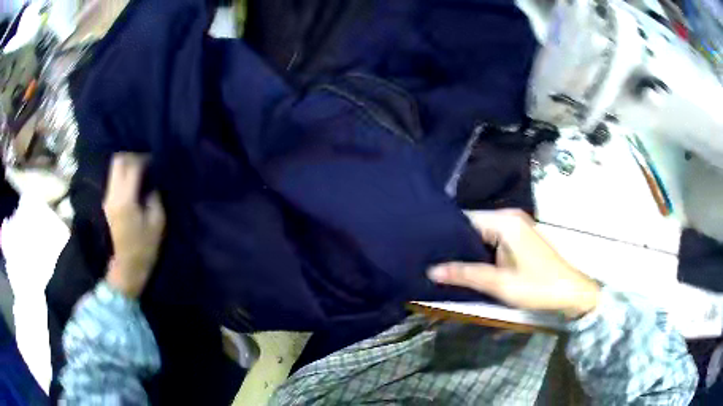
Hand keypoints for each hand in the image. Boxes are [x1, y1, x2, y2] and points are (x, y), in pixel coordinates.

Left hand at [103, 153, 165, 298]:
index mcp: (126, 199)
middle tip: (145, 162)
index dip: (144, 158)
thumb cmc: (144, 248)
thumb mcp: (157, 223)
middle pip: (118, 161)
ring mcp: (108, 199)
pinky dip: (124, 174)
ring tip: (141, 171)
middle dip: (132, 156)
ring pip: (114, 168)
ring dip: (127, 164)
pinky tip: (134, 182)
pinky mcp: (107, 203)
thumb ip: (154, 198)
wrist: (126, 268)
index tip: (155, 161)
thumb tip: (152, 184)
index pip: (132, 165)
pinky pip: (114, 179)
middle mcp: (113, 195)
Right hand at [429, 210, 599, 319]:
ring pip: (482, 233)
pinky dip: (480, 250)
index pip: (465, 219)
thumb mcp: (500, 284)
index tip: (425, 247)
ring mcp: (516, 226)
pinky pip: (492, 239)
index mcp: (505, 222)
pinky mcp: (519, 237)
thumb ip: (466, 275)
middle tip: (430, 258)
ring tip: (442, 261)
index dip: (444, 233)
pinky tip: (467, 263)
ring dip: (466, 248)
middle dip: (454, 242)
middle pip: (473, 225)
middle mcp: (510, 217)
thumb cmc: (538, 287)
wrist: (570, 292)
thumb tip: (431, 270)